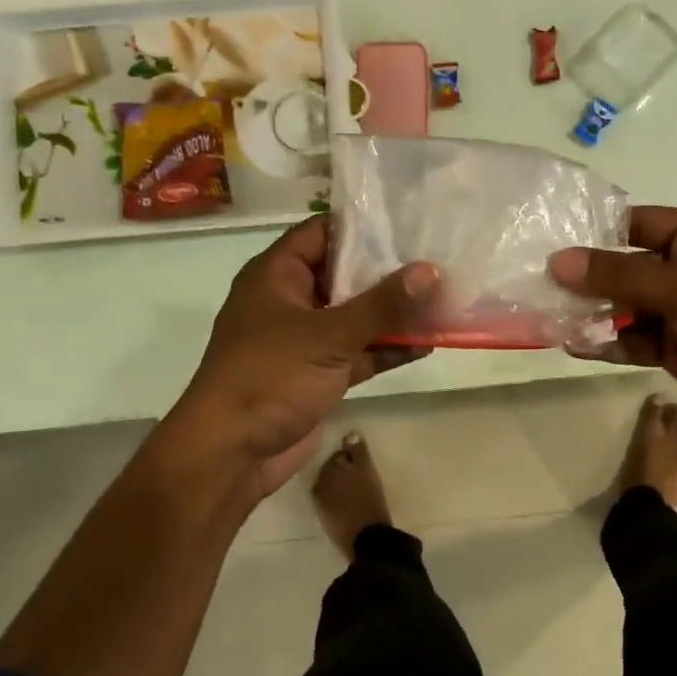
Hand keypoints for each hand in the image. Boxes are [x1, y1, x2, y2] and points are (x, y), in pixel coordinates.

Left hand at [169, 217, 435, 494]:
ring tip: (443, 299)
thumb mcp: (329, 335)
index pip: (321, 233)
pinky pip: (359, 352)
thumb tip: (430, 271)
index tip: (406, 222)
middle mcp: (290, 301)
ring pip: (356, 317)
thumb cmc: (270, 376)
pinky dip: (387, 348)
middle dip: (388, 271)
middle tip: (437, 258)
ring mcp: (305, 340)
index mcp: (276, 276)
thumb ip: (382, 304)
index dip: (361, 226)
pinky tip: (428, 343)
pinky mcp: (319, 374)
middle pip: (344, 274)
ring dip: (394, 314)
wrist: (233, 453)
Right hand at [549, 206, 676, 424]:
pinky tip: (575, 345)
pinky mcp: (674, 347)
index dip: (597, 232)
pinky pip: (632, 339)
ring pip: (625, 306)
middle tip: (540, 283)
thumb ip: (619, 275)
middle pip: (626, 266)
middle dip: (588, 277)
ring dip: (593, 313)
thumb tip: (559, 261)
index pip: (637, 223)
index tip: (552, 242)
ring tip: (551, 316)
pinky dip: (607, 342)